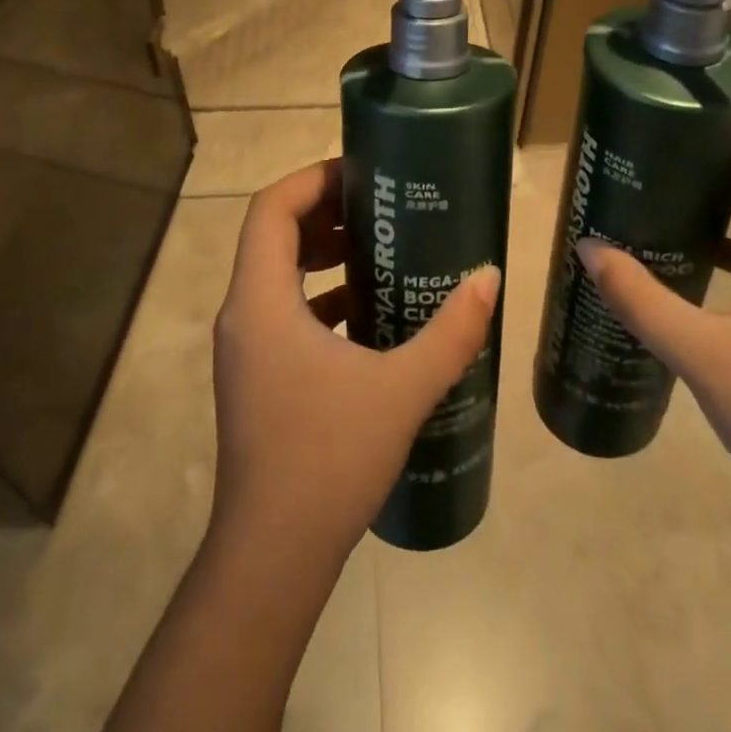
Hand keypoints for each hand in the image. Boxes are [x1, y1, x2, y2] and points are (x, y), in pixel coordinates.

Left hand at [210, 159, 500, 569]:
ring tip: (378, 249)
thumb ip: (451, 331)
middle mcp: (242, 315)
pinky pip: (283, 311)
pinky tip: (366, 311)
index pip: (271, 209)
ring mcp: (244, 349)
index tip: (362, 174)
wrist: (272, 557)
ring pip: (276, 274)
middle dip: (324, 212)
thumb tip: (489, 278)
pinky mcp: (255, 376)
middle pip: (272, 235)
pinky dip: (319, 296)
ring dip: (322, 254)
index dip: (313, 179)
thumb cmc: (328, 459)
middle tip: (380, 207)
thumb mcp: (402, 389)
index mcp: (261, 302)